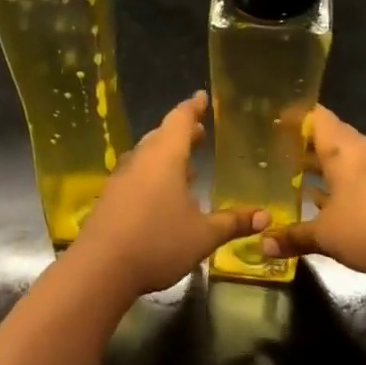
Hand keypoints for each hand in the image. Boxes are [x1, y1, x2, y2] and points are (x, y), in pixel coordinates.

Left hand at [72, 92, 265, 297]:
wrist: (100, 267)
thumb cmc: (157, 242)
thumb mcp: (203, 235)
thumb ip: (233, 223)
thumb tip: (266, 216)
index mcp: (165, 157)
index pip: (180, 120)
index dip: (193, 108)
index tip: (202, 97)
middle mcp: (141, 160)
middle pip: (162, 136)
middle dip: (182, 132)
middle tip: (200, 131)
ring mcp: (122, 178)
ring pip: (148, 155)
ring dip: (167, 154)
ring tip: (188, 164)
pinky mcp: (111, 197)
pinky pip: (138, 174)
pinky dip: (154, 174)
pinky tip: (164, 194)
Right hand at [259, 106, 365, 277]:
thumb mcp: (326, 235)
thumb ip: (294, 237)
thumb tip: (262, 245)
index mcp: (342, 149)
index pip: (315, 117)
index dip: (294, 117)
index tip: (274, 122)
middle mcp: (363, 150)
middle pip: (332, 136)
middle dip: (306, 144)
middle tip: (279, 153)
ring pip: (348, 158)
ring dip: (325, 167)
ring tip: (298, 178)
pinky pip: (362, 177)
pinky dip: (343, 184)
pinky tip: (330, 204)